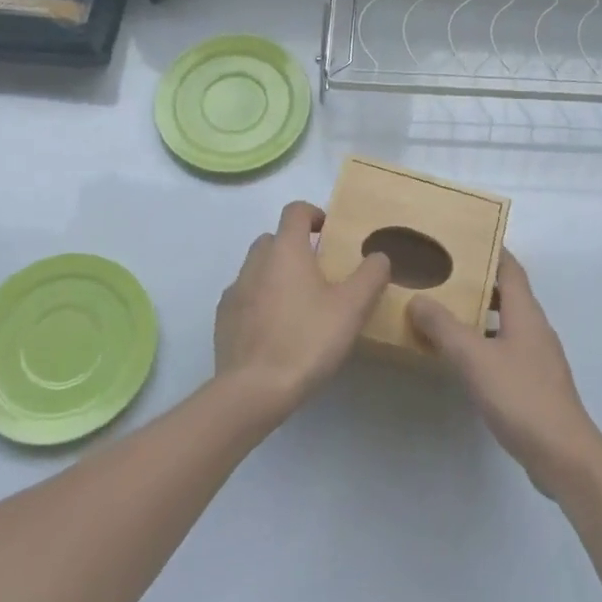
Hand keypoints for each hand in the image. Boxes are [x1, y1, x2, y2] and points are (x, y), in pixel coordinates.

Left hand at [213, 201, 390, 420]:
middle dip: (296, 247)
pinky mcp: (223, 319)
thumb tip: (378, 255)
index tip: (330, 233)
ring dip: (276, 274)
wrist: (253, 390)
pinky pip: (245, 297)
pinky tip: (276, 329)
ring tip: (299, 304)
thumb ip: (371, 275)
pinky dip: (260, 301)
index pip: (295, 211)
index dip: (314, 214)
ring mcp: (234, 290)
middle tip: (320, 273)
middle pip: (274, 238)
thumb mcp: (352, 307)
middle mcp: (255, 262)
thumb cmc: (307, 340)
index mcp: (285, 250)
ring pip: (257, 268)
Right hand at [408, 251, 601, 497]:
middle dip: (478, 281)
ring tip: (445, 311)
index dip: (491, 249)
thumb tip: (417, 298)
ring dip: (480, 313)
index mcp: (526, 313)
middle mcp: (535, 328)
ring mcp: (538, 357)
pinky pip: (507, 348)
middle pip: (508, 293)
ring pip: (506, 322)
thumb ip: (444, 327)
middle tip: (443, 274)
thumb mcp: (474, 358)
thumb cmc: (520, 397)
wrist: (563, 456)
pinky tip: (463, 357)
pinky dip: (485, 342)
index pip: (510, 267)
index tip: (464, 238)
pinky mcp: (535, 383)